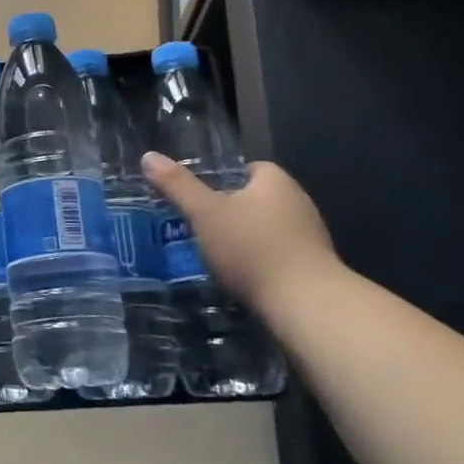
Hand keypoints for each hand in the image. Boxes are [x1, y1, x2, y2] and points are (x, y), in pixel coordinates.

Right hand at [141, 153, 343, 313]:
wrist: (308, 307)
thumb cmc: (253, 249)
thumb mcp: (205, 214)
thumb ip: (177, 185)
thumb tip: (149, 156)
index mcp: (276, 181)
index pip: (248, 168)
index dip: (222, 179)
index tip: (200, 197)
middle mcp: (299, 202)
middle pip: (257, 199)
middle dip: (232, 212)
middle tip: (200, 226)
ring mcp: (311, 238)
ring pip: (269, 230)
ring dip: (247, 240)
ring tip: (216, 255)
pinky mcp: (315, 270)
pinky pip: (280, 257)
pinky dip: (261, 264)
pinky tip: (242, 280)